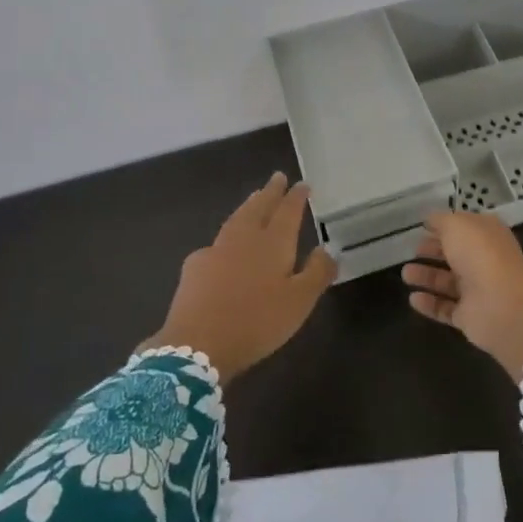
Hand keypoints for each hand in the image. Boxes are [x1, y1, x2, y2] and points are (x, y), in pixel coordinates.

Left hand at [143, 173, 335, 383]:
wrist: (198, 344)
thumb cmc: (257, 322)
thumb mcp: (299, 302)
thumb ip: (316, 273)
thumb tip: (327, 249)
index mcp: (273, 243)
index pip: (288, 212)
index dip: (296, 197)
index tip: (302, 184)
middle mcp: (245, 238)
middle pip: (259, 207)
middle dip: (270, 192)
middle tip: (277, 177)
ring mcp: (216, 250)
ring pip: (237, 219)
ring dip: (249, 205)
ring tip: (255, 197)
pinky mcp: (195, 267)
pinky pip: (216, 242)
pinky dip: (226, 235)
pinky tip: (224, 246)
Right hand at [401, 212, 522, 382]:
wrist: (503, 305)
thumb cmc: (480, 255)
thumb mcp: (457, 225)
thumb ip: (441, 221)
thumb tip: (431, 220)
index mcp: (487, 235)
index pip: (464, 227)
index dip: (444, 226)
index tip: (423, 227)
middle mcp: (484, 261)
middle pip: (455, 254)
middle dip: (434, 251)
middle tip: (413, 250)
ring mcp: (478, 290)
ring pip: (448, 281)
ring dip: (427, 276)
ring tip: (405, 274)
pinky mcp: (469, 317)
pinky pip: (445, 308)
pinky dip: (429, 304)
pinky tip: (412, 299)